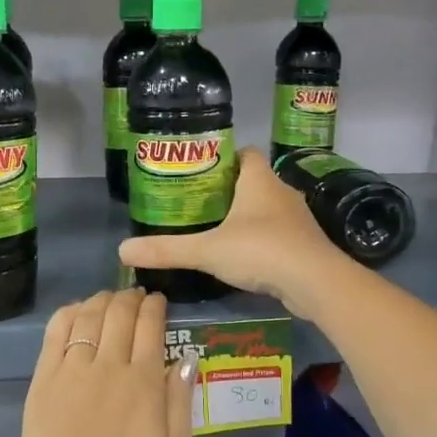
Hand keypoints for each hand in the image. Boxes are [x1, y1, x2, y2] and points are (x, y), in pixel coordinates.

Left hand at [11, 288, 195, 436]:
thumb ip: (181, 405)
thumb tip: (186, 358)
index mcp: (145, 384)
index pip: (151, 326)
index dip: (155, 307)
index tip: (159, 301)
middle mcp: (109, 367)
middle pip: (120, 314)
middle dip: (131, 297)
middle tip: (136, 296)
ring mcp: (71, 372)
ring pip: (88, 316)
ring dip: (101, 300)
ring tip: (109, 299)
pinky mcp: (42, 382)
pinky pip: (55, 333)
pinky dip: (68, 313)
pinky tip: (76, 311)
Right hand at [117, 148, 346, 317]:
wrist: (315, 282)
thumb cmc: (261, 250)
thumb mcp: (208, 250)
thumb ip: (167, 249)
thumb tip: (122, 250)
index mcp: (259, 180)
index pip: (244, 154)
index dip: (224, 157)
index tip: (201, 171)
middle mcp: (281, 192)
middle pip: (254, 181)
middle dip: (229, 190)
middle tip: (199, 203)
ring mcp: (297, 219)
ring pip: (267, 208)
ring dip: (247, 216)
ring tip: (217, 230)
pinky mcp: (304, 244)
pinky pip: (279, 233)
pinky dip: (262, 240)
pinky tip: (244, 256)